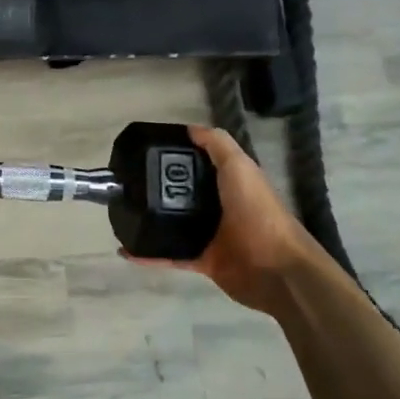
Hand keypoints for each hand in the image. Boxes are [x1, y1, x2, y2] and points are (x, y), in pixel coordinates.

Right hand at [130, 125, 319, 310]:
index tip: (146, 151)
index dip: (176, 157)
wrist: (277, 269)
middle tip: (126, 182)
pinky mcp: (202, 261)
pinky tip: (127, 250)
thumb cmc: (258, 212)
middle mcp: (219, 206)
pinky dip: (149, 254)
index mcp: (229, 182)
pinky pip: (170, 255)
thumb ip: (217, 145)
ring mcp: (210, 235)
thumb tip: (189, 129)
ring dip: (151, 220)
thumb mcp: (240, 167)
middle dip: (158, 188)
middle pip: (183, 193)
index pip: (199, 164)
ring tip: (122, 212)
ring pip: (174, 224)